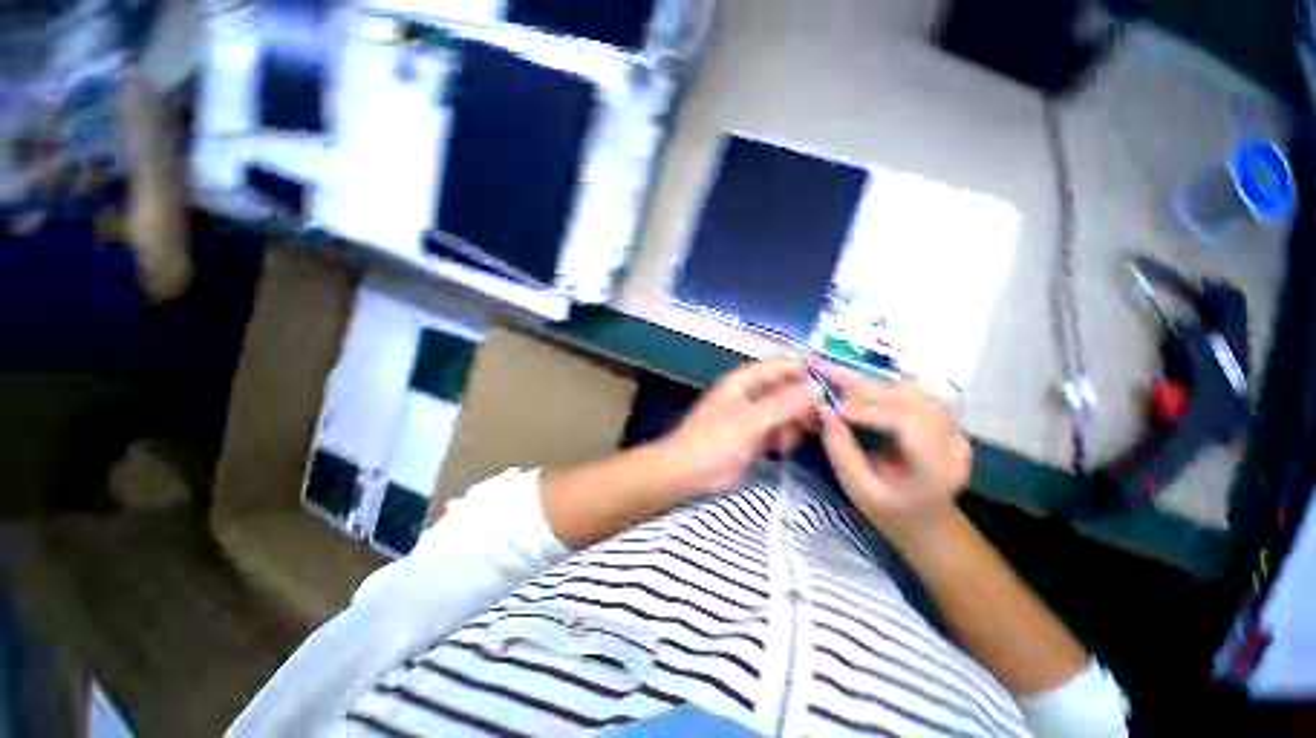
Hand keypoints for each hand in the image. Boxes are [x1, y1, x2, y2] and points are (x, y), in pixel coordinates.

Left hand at [656, 359, 821, 494]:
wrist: (688, 472)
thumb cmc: (714, 440)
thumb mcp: (751, 421)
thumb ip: (784, 404)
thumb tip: (818, 386)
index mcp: (744, 380)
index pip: (781, 365)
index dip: (805, 370)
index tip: (833, 382)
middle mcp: (751, 392)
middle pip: (786, 388)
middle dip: (802, 402)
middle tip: (816, 419)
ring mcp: (753, 414)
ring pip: (786, 410)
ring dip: (793, 422)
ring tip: (787, 439)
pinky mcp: (755, 434)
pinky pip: (779, 428)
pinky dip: (784, 436)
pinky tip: (780, 448)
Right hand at [818, 365, 971, 545]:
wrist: (927, 523)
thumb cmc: (890, 512)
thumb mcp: (858, 489)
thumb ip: (840, 450)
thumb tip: (823, 409)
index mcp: (937, 469)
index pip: (909, 424)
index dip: (870, 409)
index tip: (835, 407)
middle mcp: (952, 442)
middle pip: (911, 398)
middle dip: (864, 385)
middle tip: (824, 373)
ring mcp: (952, 427)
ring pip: (911, 388)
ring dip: (871, 380)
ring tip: (835, 375)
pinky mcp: (943, 419)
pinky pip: (911, 391)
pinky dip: (880, 383)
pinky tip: (856, 382)